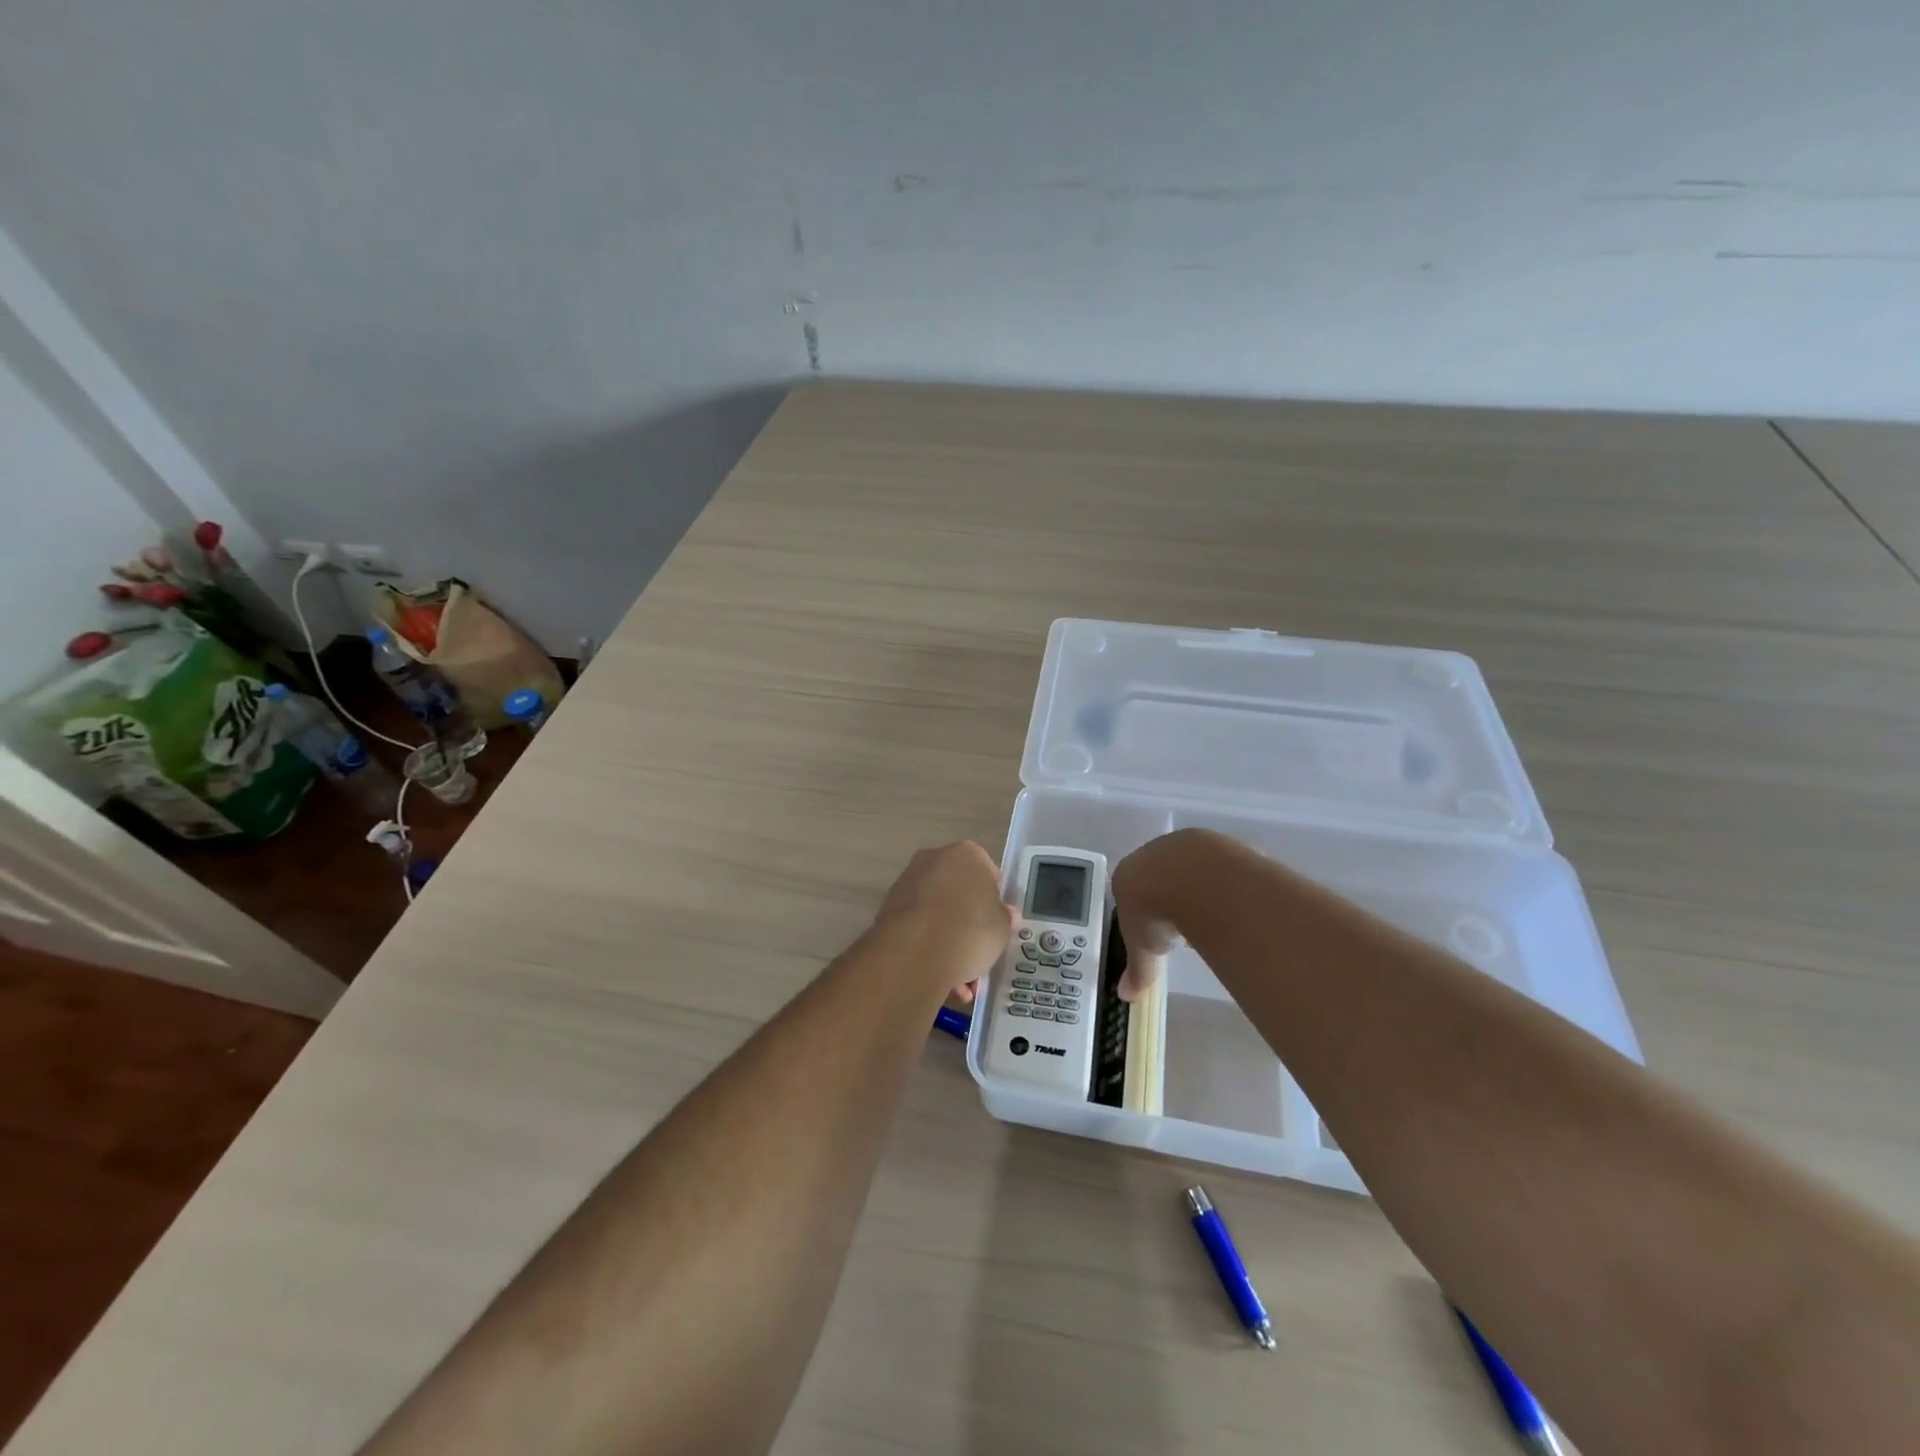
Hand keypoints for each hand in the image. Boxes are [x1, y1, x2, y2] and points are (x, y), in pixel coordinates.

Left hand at [873, 842, 1015, 1002]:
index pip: (988, 873)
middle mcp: (934, 859)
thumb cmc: (970, 930)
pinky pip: (918, 928)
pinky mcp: (888, 908)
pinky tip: (941, 981)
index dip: (995, 901)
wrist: (915, 952)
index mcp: (967, 854)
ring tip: (962, 983)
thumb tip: (1004, 915)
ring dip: (949, 944)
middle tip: (980, 954)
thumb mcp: (1001, 928)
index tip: (997, 924)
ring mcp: (908, 882)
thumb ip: (1004, 918)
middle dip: (969, 925)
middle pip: (959, 894)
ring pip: (937, 914)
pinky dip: (928, 950)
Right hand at [1111, 830, 1212, 1001]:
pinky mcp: (1211, 842)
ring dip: (1195, 887)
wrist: (1191, 878)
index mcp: (1126, 876)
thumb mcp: (1144, 949)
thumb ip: (1137, 970)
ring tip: (1208, 914)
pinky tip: (1228, 900)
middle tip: (1182, 924)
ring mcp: (1182, 845)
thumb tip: (1125, 996)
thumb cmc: (1155, 913)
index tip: (1155, 930)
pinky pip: (1215, 864)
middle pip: (1158, 876)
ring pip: (1186, 867)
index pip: (1130, 891)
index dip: (1142, 912)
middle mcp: (1150, 854)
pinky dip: (1220, 881)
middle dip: (1169, 897)